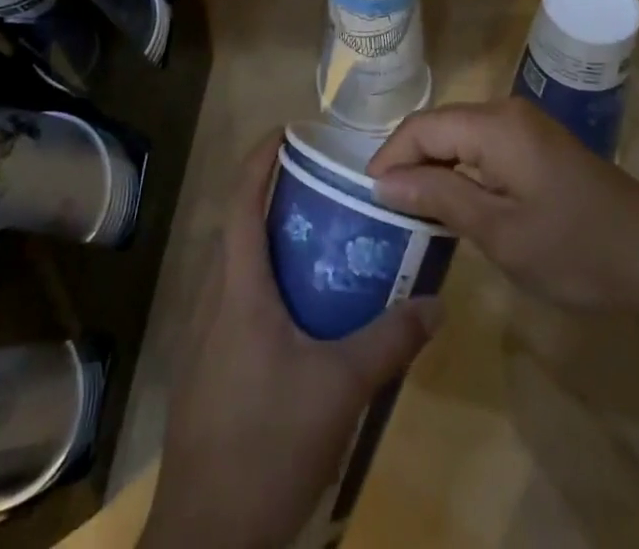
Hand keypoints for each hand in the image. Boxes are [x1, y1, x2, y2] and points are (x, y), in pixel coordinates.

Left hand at [139, 136, 441, 548]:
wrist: (207, 537)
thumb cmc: (268, 443)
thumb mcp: (340, 389)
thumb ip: (389, 341)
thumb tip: (436, 303)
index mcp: (238, 289)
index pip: (241, 202)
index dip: (258, 160)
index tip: (284, 131)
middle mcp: (213, 302)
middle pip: (236, 229)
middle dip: (270, 198)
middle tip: (318, 186)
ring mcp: (203, 339)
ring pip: (233, 269)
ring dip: (266, 243)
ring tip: (316, 241)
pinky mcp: (204, 371)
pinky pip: (232, 304)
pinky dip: (261, 285)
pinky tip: (298, 314)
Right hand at [369, 99, 638, 324]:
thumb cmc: (575, 249)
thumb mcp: (499, 231)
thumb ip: (439, 196)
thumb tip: (383, 181)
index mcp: (495, 124)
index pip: (422, 127)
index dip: (389, 157)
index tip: (367, 197)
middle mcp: (507, 111)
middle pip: (440, 126)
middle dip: (409, 161)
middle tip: (385, 206)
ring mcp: (528, 126)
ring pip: (462, 136)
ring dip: (435, 166)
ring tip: (412, 206)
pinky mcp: (541, 145)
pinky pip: (485, 146)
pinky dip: (463, 170)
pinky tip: (457, 201)